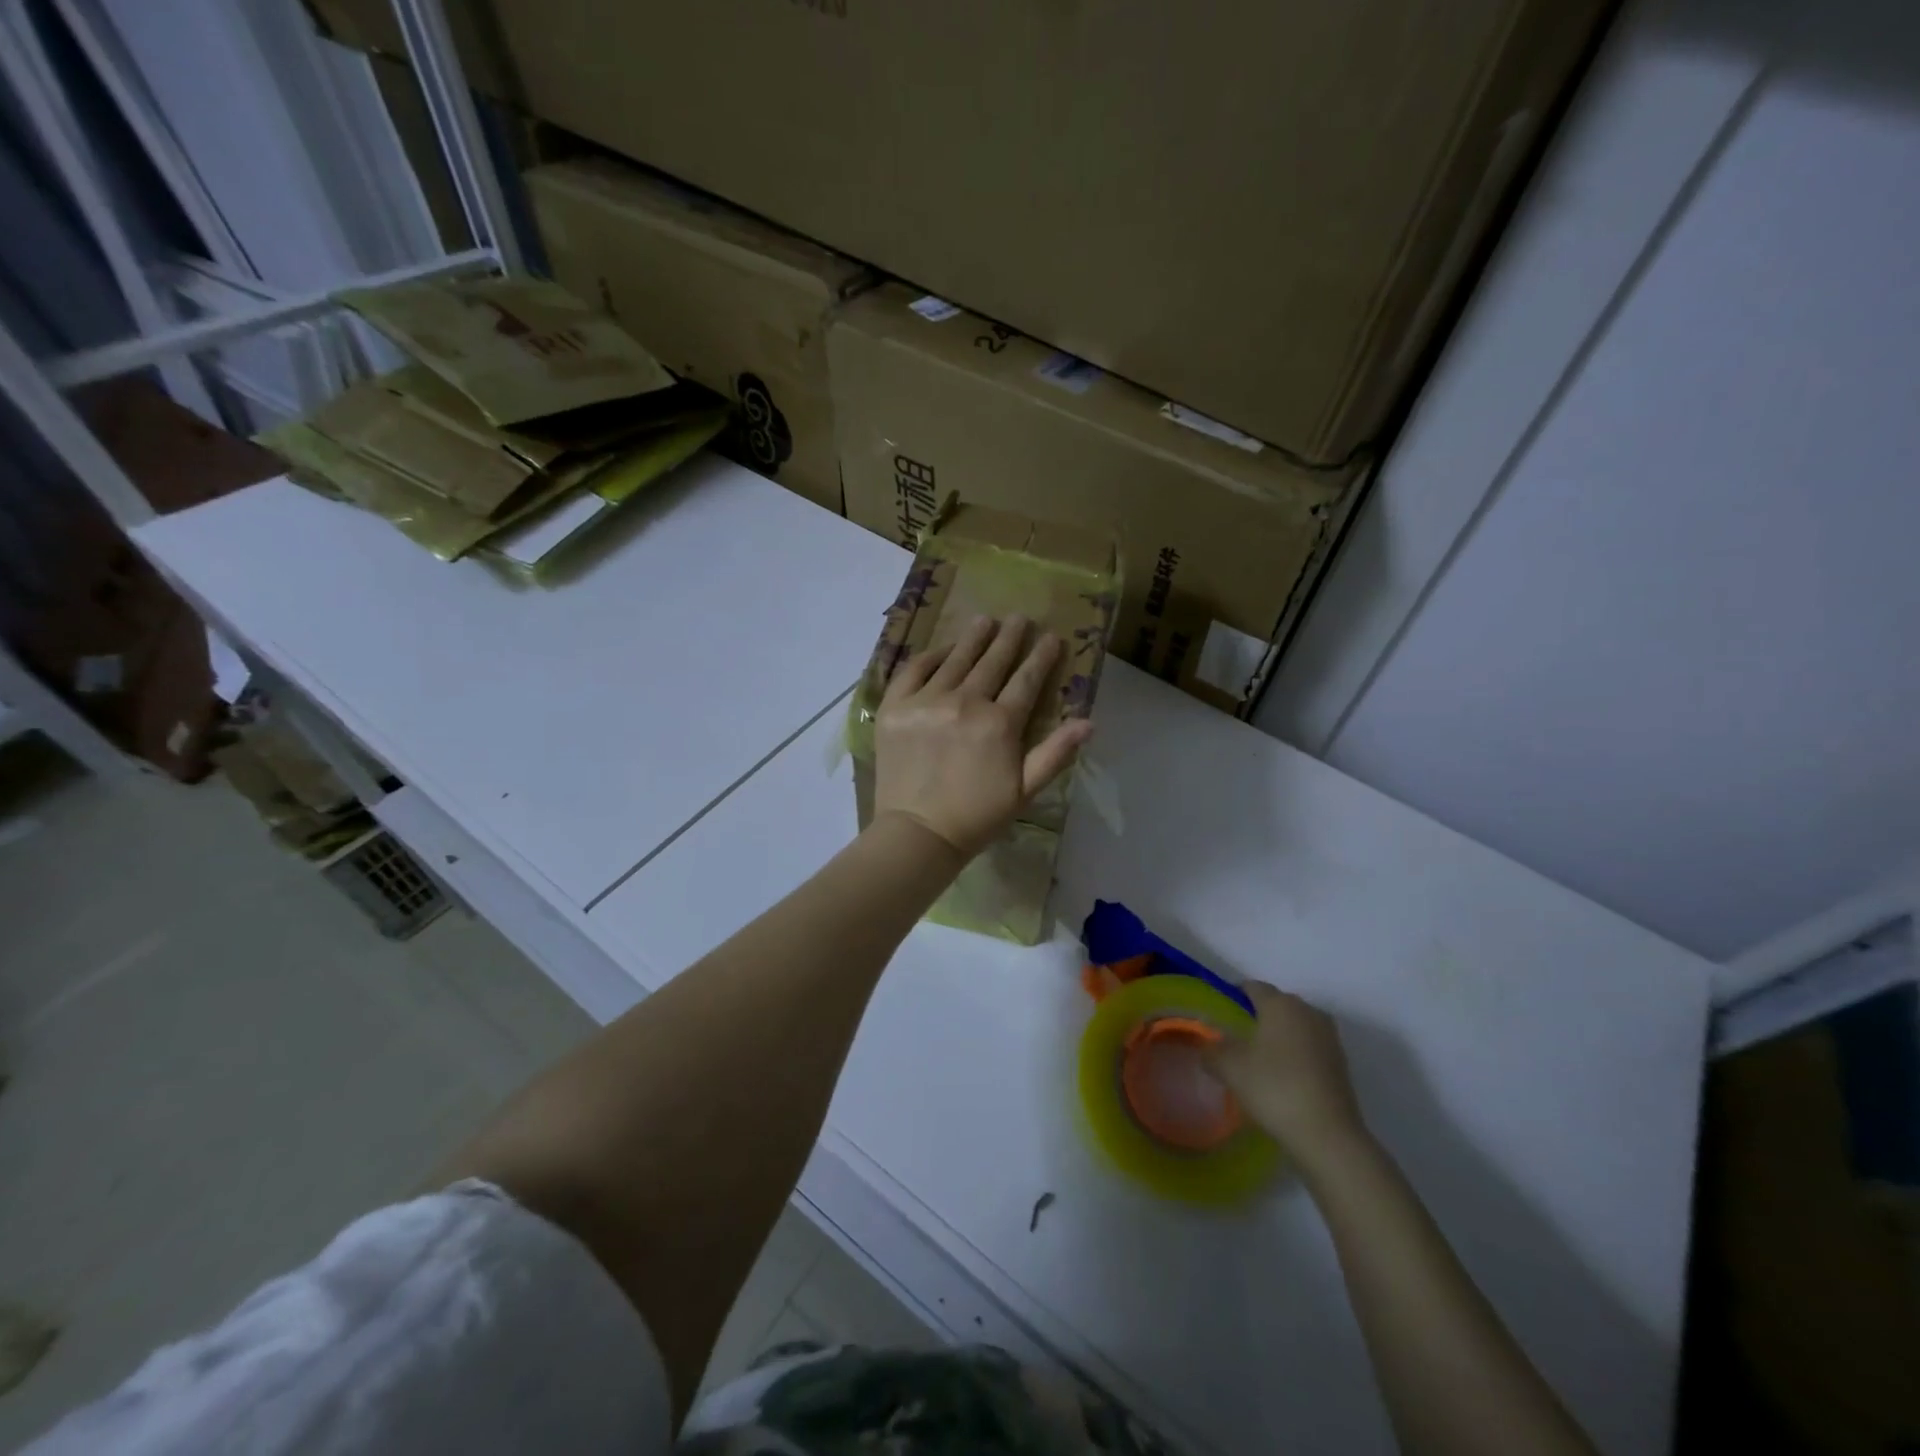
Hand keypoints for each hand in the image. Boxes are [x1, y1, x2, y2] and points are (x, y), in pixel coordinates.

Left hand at [872, 614, 1093, 857]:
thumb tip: (1089, 722)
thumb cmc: (977, 816)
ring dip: (973, 637)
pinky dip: (930, 656)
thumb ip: (1055, 753)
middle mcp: (964, 703)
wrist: (918, 833)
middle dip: (1009, 638)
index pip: (1026, 680)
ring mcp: (926, 701)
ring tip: (984, 620)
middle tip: (1018, 618)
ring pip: (955, 659)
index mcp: (999, 724)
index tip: (1051, 637)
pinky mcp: (895, 707)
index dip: (1041, 657)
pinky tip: (942, 649)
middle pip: (992, 662)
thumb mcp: (1025, 790)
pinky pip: (914, 670)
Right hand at [1208, 982, 1368, 1169]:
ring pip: (1296, 1027)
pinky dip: (1295, 1055)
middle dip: (1258, 1016)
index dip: (1234, 995)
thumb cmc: (1274, 1088)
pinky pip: (1310, 1048)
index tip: (1220, 1013)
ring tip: (1259, 1060)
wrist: (1328, 1135)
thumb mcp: (1229, 1068)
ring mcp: (1329, 1038)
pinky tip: (1282, 1078)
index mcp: (1281, 1004)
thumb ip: (1212, 1050)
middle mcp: (1308, 1011)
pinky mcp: (1341, 1064)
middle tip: (1237, 1038)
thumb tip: (1207, 1047)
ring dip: (1279, 1037)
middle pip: (1277, 1004)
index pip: (1253, 987)